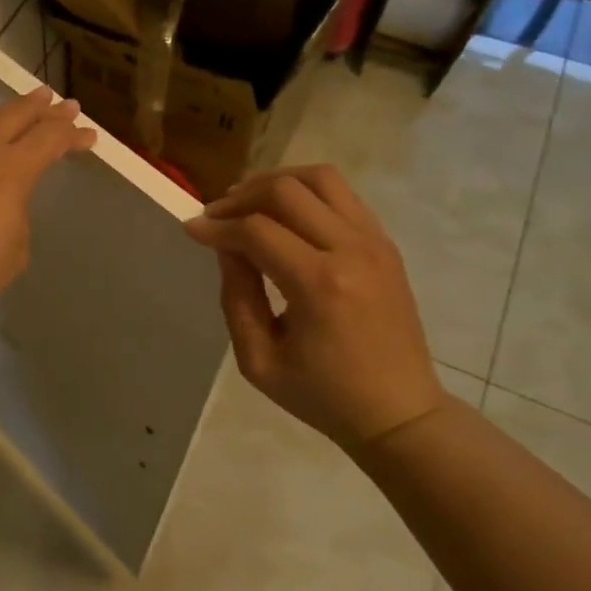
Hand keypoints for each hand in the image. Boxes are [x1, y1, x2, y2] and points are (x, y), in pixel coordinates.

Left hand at [0, 87, 97, 327]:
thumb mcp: (16, 246)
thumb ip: (17, 209)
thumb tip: (4, 196)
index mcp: (10, 169)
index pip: (50, 139)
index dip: (72, 135)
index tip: (88, 136)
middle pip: (18, 115)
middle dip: (46, 110)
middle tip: (65, 106)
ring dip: (8, 111)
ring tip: (24, 107)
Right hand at [183, 166, 447, 450]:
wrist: (399, 412)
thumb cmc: (323, 394)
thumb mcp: (259, 360)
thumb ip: (236, 297)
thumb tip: (225, 247)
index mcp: (319, 285)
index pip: (256, 230)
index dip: (216, 226)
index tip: (191, 229)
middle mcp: (351, 250)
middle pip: (286, 191)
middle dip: (241, 197)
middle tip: (216, 216)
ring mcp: (374, 241)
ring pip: (320, 178)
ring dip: (276, 182)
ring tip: (248, 203)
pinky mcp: (385, 243)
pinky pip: (342, 195)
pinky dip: (306, 193)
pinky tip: (285, 215)